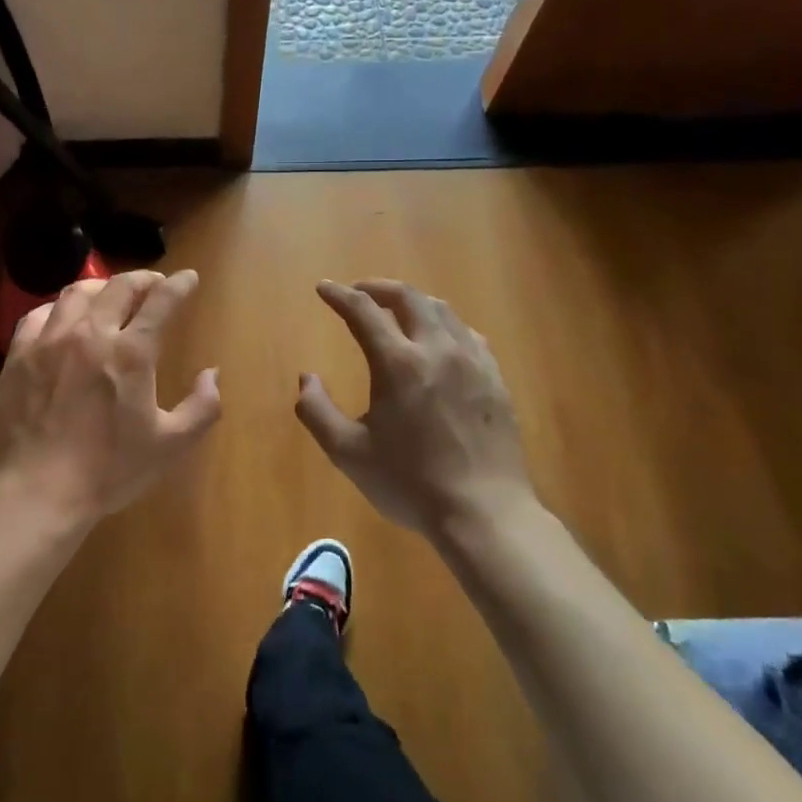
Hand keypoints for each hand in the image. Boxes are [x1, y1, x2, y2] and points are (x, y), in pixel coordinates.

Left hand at [0, 269, 220, 530]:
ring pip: (77, 292)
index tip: (189, 278)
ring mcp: (49, 340)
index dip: (180, 284)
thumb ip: (202, 406)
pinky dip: (59, 307)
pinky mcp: (19, 354)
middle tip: (154, 284)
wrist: (37, 491)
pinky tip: (65, 318)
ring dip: (102, 287)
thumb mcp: (170, 445)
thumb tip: (212, 373)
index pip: (161, 301)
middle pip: (119, 287)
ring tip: (111, 295)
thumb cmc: (109, 470)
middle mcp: (90, 334)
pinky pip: (39, 314)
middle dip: (143, 278)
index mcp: (130, 352)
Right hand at [296, 280, 533, 539]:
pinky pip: (468, 335)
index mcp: (398, 364)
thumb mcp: (348, 453)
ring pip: (442, 311)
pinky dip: (445, 325)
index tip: (324, 288)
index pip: (364, 311)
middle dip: (378, 287)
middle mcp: (437, 350)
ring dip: (413, 302)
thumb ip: (317, 411)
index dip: (340, 295)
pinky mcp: (495, 380)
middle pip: (408, 298)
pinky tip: (440, 341)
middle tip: (360, 292)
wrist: (484, 513)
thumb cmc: (410, 484)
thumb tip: (307, 378)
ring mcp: (472, 362)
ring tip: (397, 310)